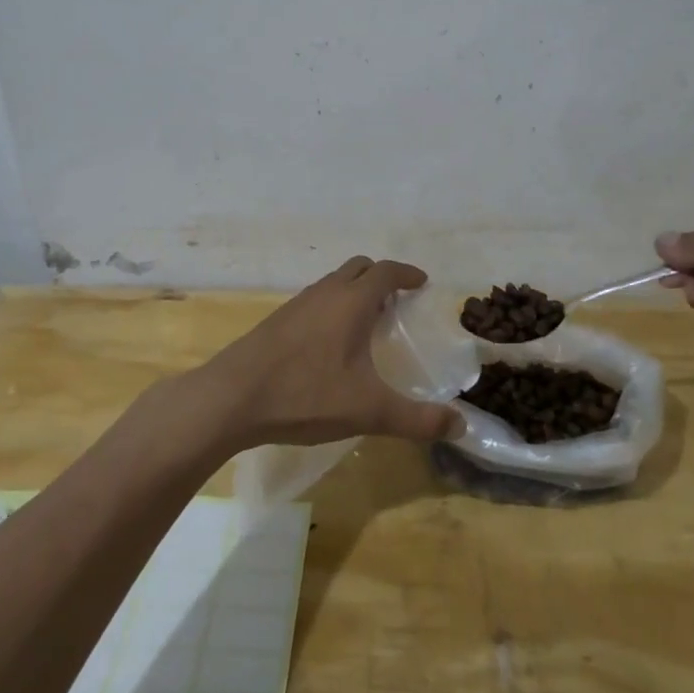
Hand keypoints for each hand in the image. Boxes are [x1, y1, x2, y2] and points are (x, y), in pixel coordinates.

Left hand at [198, 256, 462, 447]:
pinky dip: (333, 306)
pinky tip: (331, 343)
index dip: (406, 274)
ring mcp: (297, 304)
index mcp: (351, 301)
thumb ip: (418, 419)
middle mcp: (325, 293)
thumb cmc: (305, 395)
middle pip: (358, 268)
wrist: (232, 399)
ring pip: (333, 282)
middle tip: (397, 302)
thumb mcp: (369, 410)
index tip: (421, 283)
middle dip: (381, 277)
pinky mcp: (277, 321)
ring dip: (354, 291)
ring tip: (368, 322)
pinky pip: (315, 300)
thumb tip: (462, 424)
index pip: (386, 271)